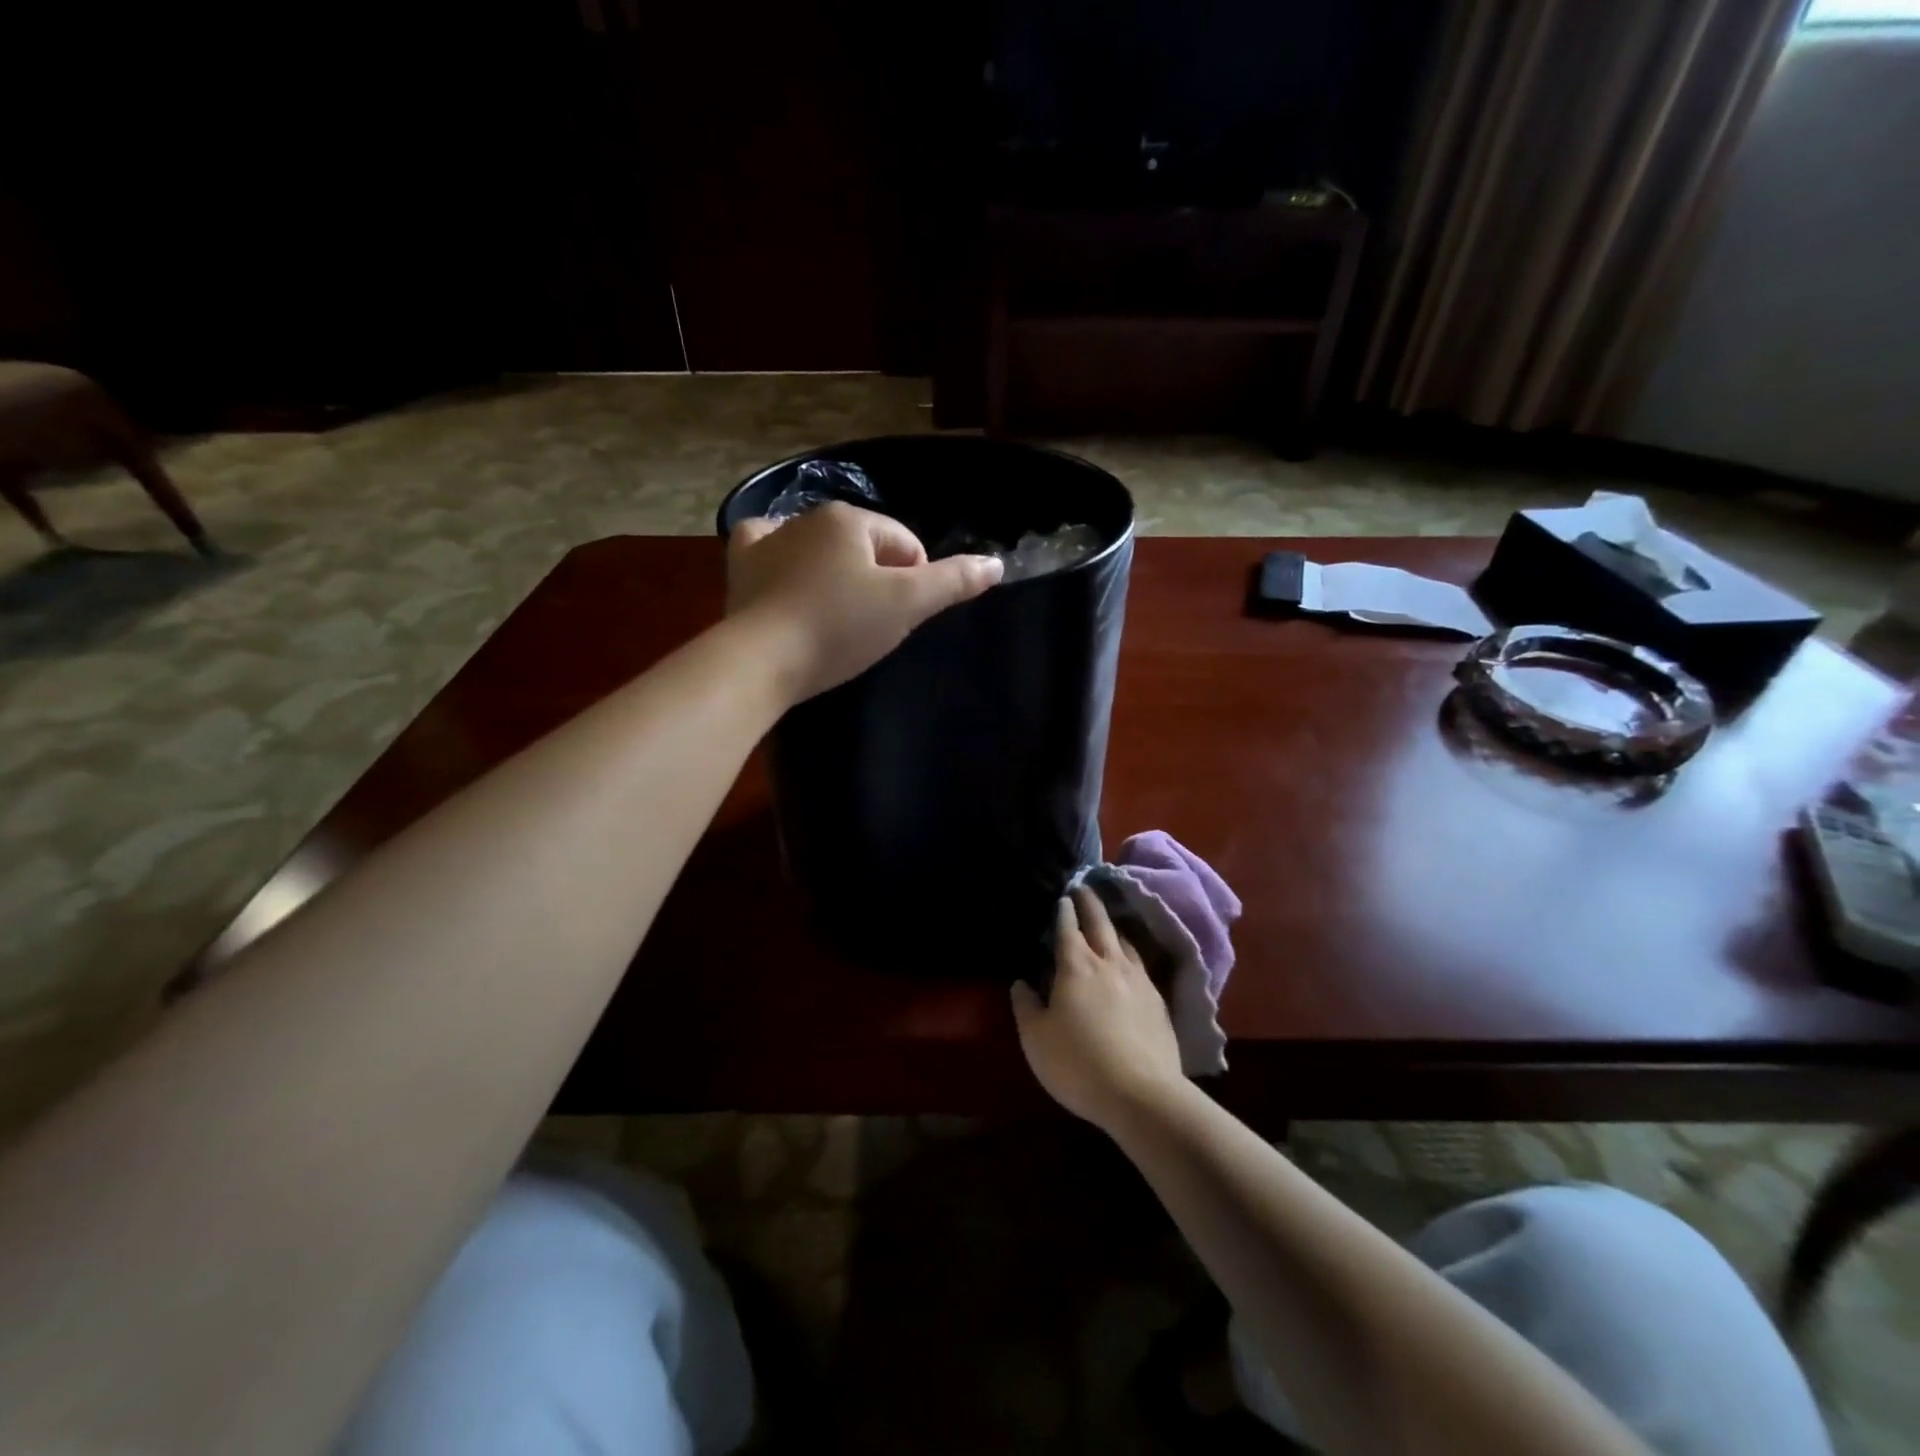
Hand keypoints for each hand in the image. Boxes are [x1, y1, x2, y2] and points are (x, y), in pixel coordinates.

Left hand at [725, 502, 1002, 703]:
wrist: (761, 661)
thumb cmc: (839, 627)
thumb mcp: (906, 605)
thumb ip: (952, 582)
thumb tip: (995, 563)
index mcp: (849, 520)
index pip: (904, 543)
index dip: (915, 581)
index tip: (903, 618)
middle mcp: (807, 518)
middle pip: (863, 547)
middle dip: (876, 580)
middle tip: (872, 626)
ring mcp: (768, 540)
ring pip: (820, 550)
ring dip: (836, 575)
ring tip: (835, 618)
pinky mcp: (741, 567)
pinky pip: (769, 552)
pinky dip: (782, 561)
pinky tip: (788, 581)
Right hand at [1011, 888, 1184, 1131]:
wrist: (1142, 1095)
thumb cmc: (1078, 1064)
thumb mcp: (1036, 1039)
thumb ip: (1026, 1006)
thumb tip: (1022, 982)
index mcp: (1076, 966)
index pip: (1067, 929)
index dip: (1063, 911)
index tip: (1063, 896)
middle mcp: (1110, 963)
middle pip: (1101, 924)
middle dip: (1090, 903)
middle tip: (1085, 886)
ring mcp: (1139, 980)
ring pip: (1125, 942)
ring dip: (1114, 926)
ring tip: (1108, 920)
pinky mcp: (1159, 1001)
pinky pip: (1142, 965)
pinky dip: (1131, 953)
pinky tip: (1131, 962)